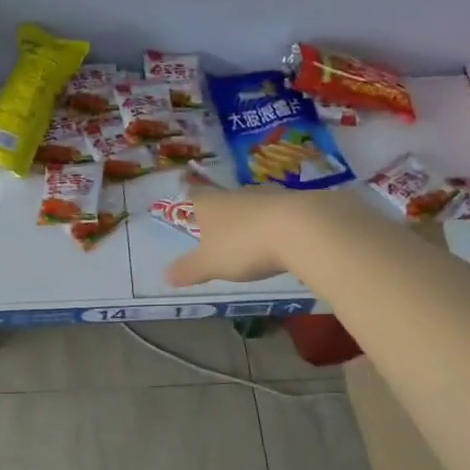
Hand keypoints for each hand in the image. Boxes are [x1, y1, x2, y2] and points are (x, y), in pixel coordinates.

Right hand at [164, 179, 314, 287]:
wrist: (303, 229)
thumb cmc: (245, 245)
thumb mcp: (211, 264)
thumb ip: (189, 270)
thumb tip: (166, 275)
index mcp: (212, 204)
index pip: (195, 196)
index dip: (191, 203)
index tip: (190, 208)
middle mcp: (239, 194)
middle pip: (226, 200)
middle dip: (224, 214)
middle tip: (222, 232)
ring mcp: (271, 196)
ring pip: (255, 205)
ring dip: (253, 219)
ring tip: (254, 239)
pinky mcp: (299, 203)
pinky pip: (283, 213)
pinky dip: (280, 224)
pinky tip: (285, 240)